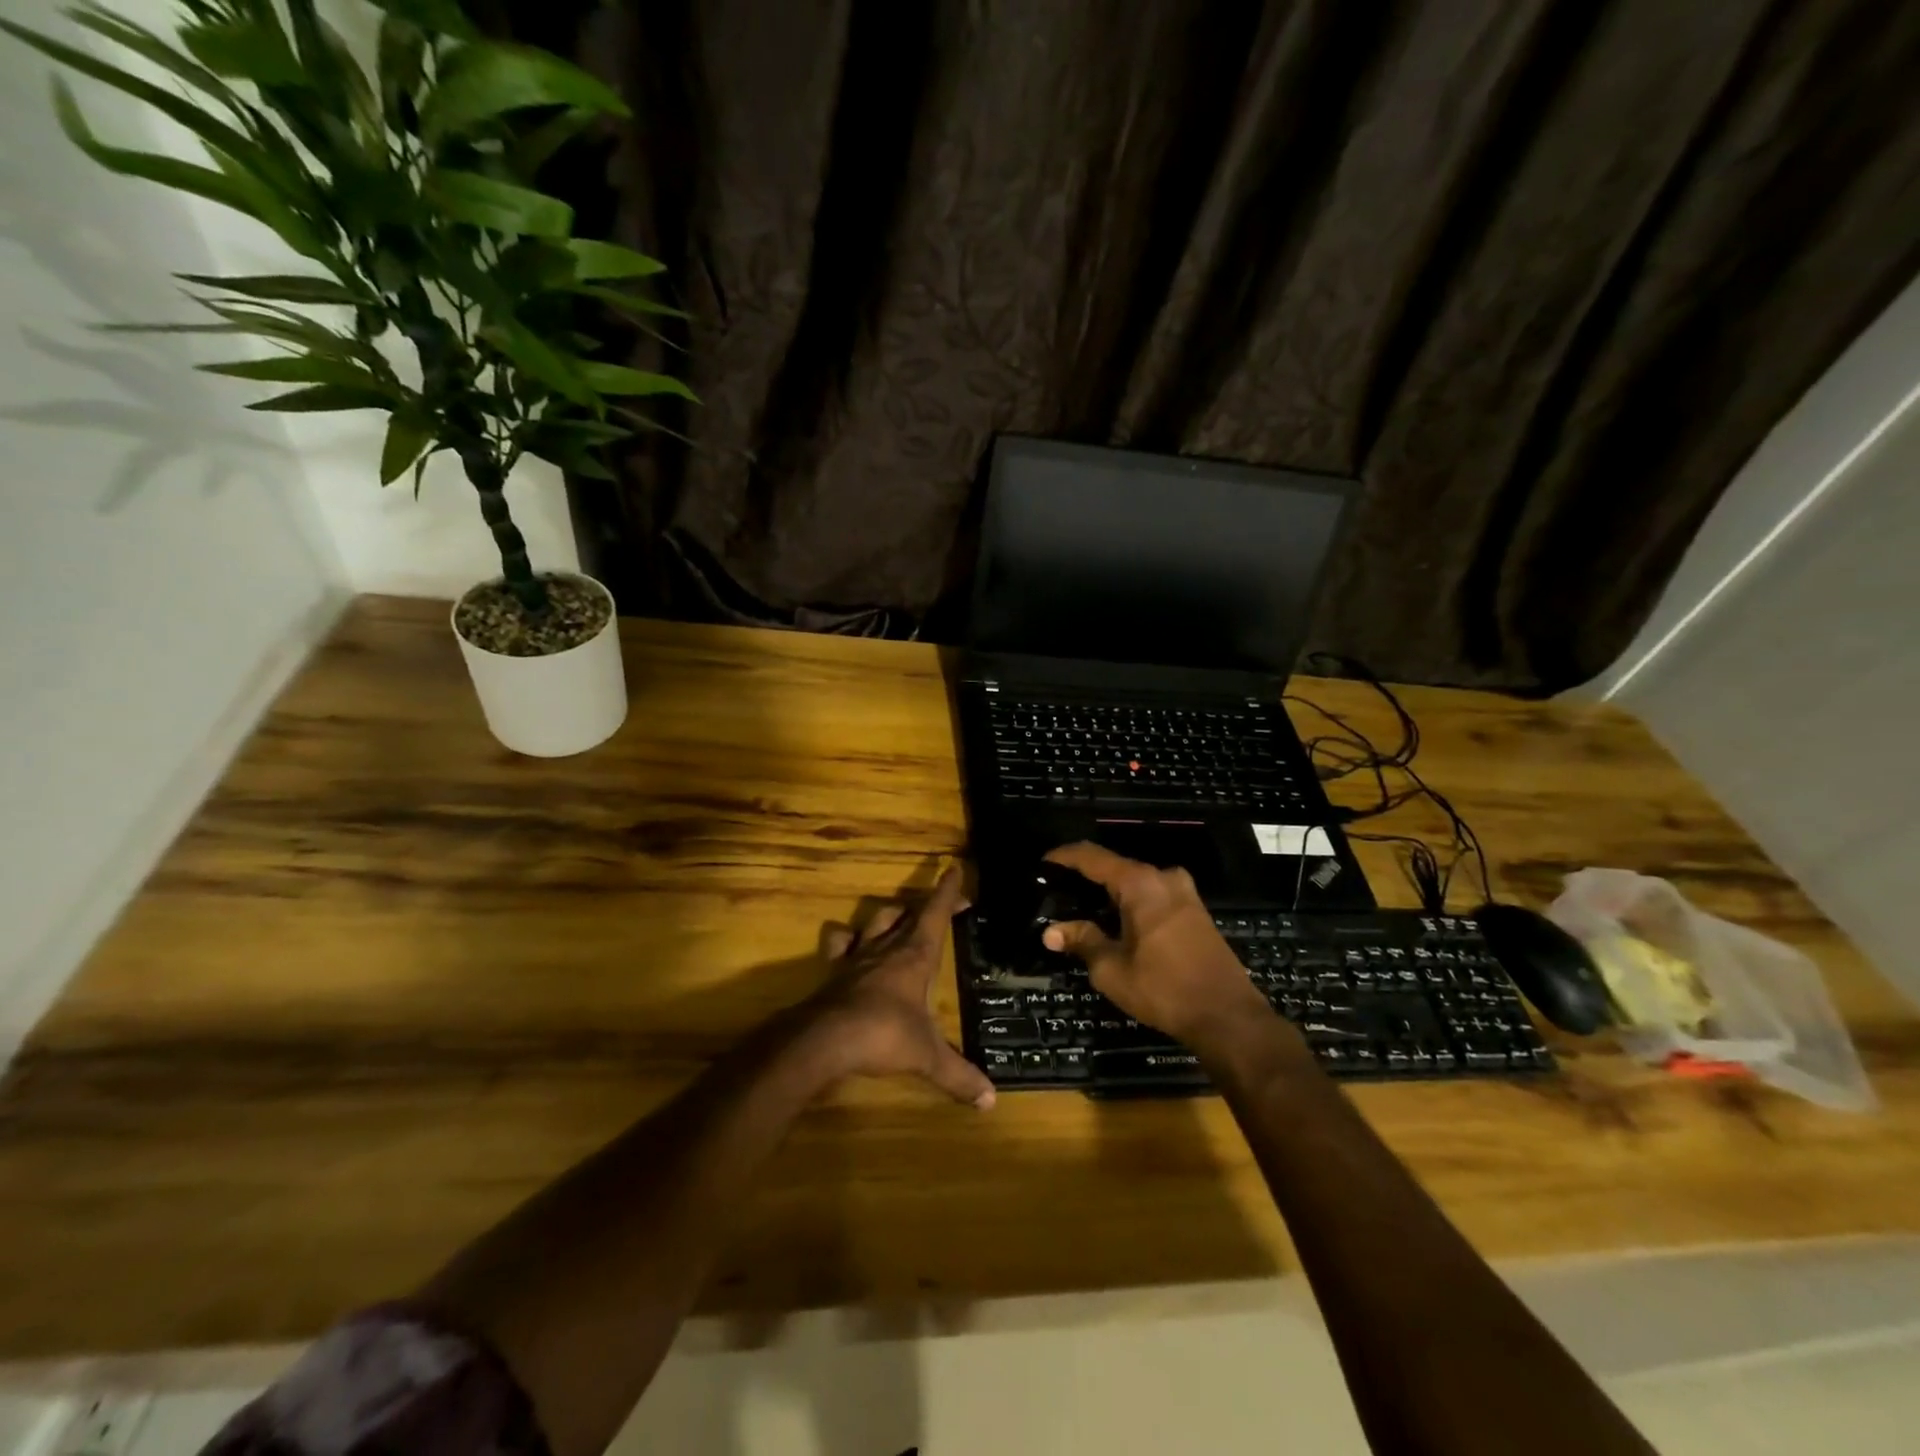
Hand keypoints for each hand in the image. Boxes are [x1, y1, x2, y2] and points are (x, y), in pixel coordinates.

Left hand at [805, 867, 996, 1108]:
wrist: (825, 1039)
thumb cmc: (884, 1036)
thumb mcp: (927, 1056)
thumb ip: (958, 1075)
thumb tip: (990, 1101)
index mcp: (916, 956)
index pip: (936, 913)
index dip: (947, 891)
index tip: (954, 868)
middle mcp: (888, 947)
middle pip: (908, 912)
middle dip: (927, 904)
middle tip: (941, 904)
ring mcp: (858, 957)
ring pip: (876, 920)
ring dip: (889, 914)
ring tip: (898, 916)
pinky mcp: (835, 971)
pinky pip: (840, 944)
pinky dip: (846, 939)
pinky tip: (849, 942)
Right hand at [1041, 843, 1270, 1047]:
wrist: (1228, 1016)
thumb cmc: (1164, 989)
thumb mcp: (1112, 969)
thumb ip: (1082, 941)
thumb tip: (1051, 932)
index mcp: (1140, 883)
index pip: (1092, 857)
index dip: (1064, 857)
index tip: (1042, 863)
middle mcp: (1163, 877)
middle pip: (1115, 866)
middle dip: (1086, 877)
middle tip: (1058, 892)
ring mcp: (1184, 893)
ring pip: (1136, 882)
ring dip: (1110, 892)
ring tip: (1082, 908)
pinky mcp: (1195, 911)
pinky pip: (1153, 895)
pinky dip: (1131, 902)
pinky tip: (1116, 922)